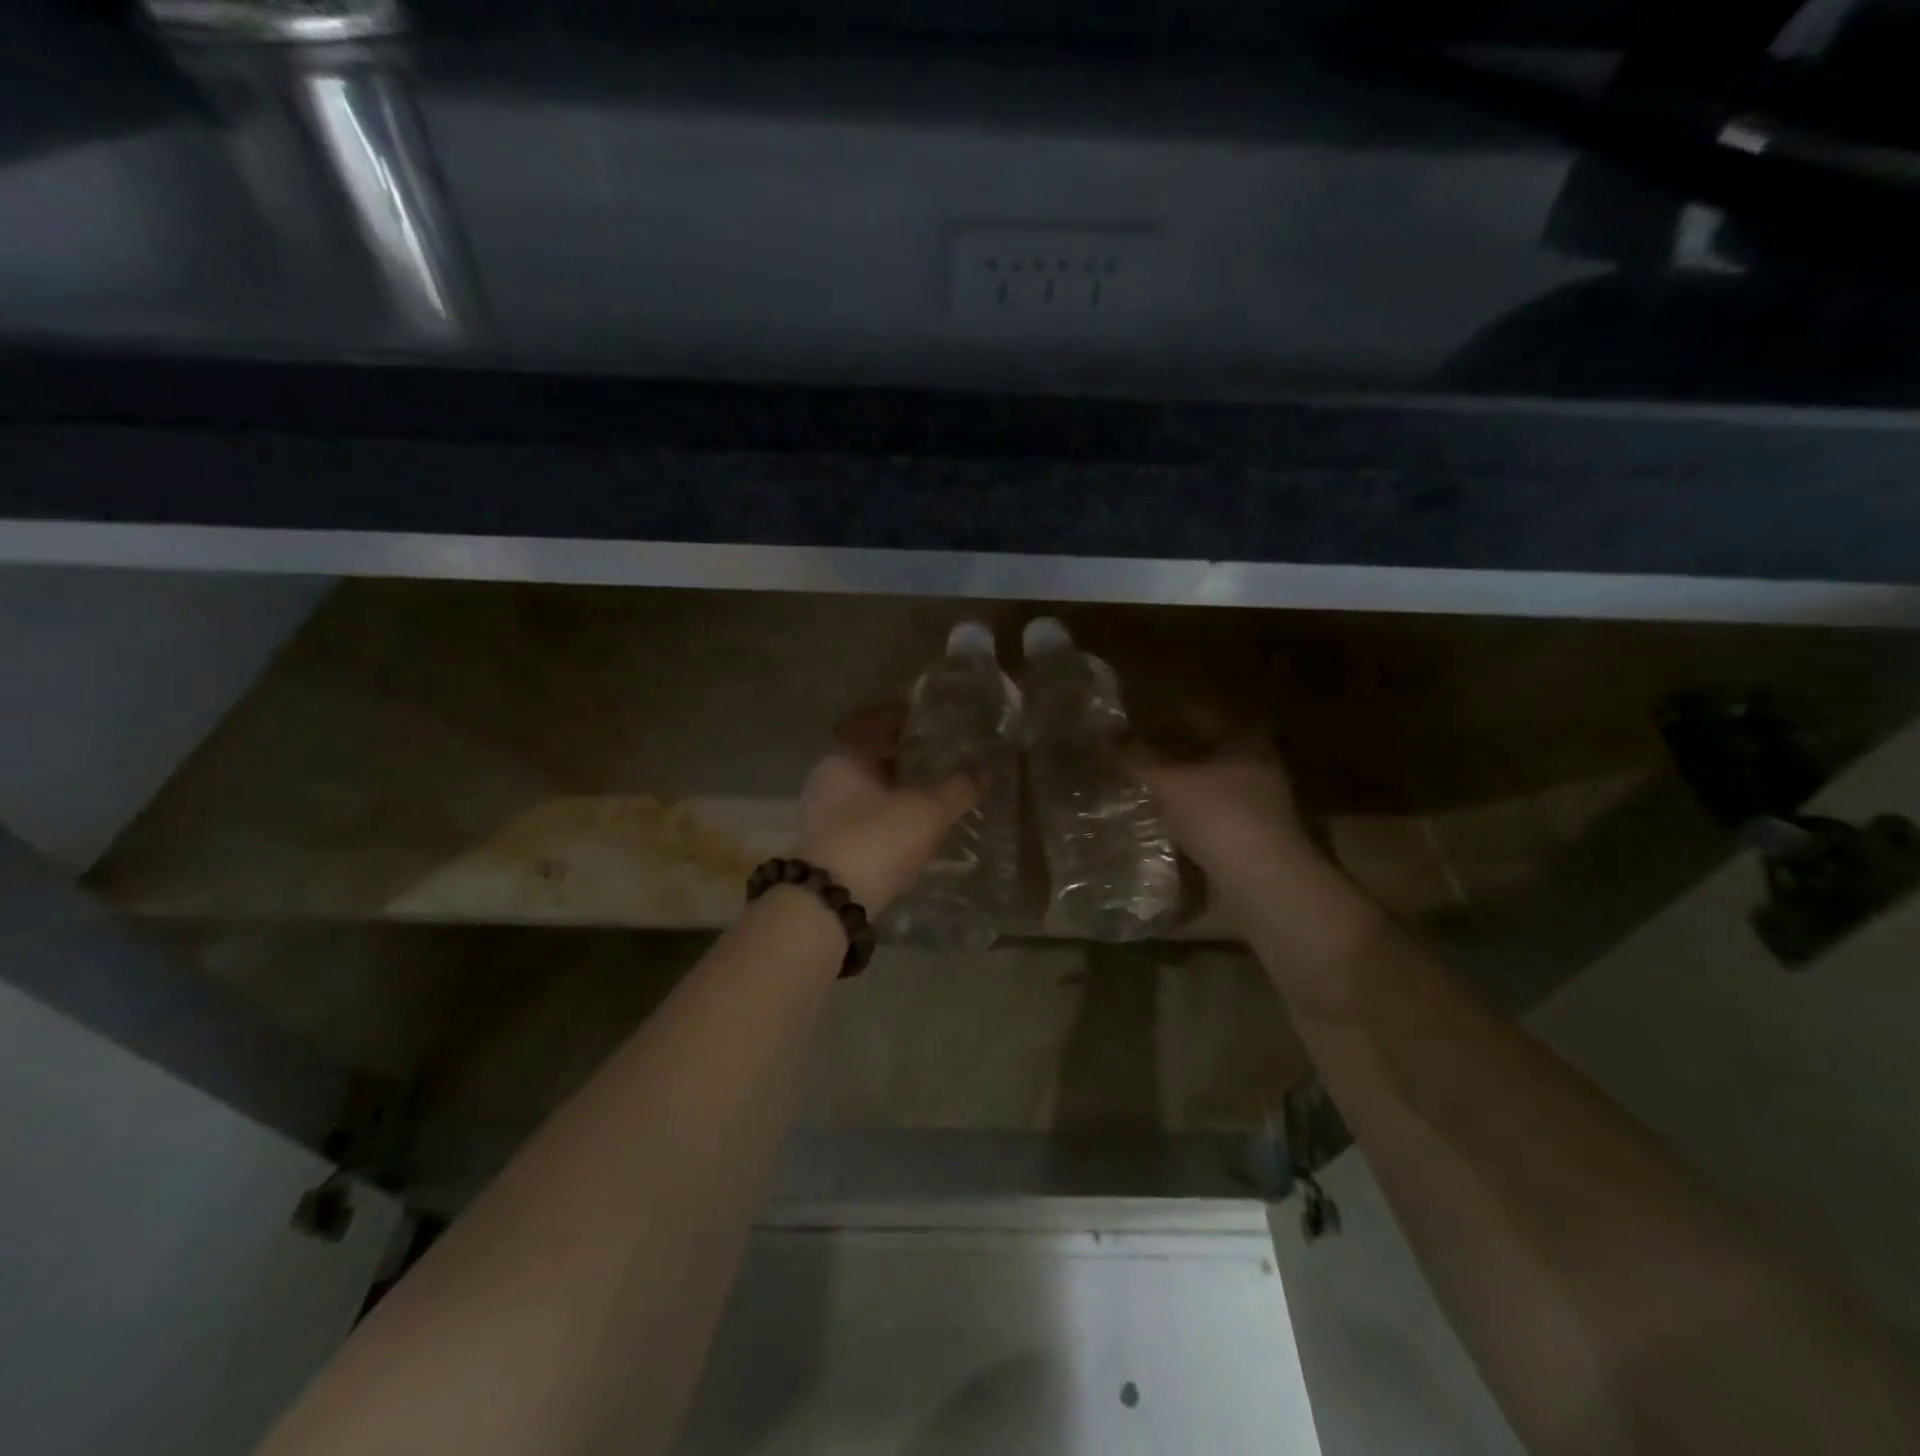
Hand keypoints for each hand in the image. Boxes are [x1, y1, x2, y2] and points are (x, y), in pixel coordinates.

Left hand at [797, 704, 977, 911]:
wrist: (833, 900)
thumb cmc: (878, 837)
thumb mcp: (927, 811)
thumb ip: (957, 790)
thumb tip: (982, 774)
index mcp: (844, 758)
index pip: (869, 724)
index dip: (897, 719)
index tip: (922, 719)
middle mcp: (827, 781)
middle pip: (866, 759)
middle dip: (898, 757)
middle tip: (933, 756)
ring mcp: (823, 815)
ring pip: (864, 791)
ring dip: (893, 789)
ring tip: (928, 792)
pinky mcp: (829, 847)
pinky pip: (862, 818)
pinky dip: (886, 816)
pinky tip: (910, 826)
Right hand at [1119, 720, 1316, 891]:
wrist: (1263, 882)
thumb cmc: (1219, 816)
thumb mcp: (1170, 782)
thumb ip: (1136, 757)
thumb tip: (1102, 736)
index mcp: (1244, 739)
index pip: (1195, 713)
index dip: (1160, 712)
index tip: (1128, 716)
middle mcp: (1255, 763)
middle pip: (1201, 747)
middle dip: (1165, 747)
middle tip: (1126, 747)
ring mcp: (1256, 801)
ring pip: (1204, 779)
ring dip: (1173, 779)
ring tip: (1135, 778)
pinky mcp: (1248, 832)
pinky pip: (1207, 808)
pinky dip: (1182, 806)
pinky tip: (1157, 812)